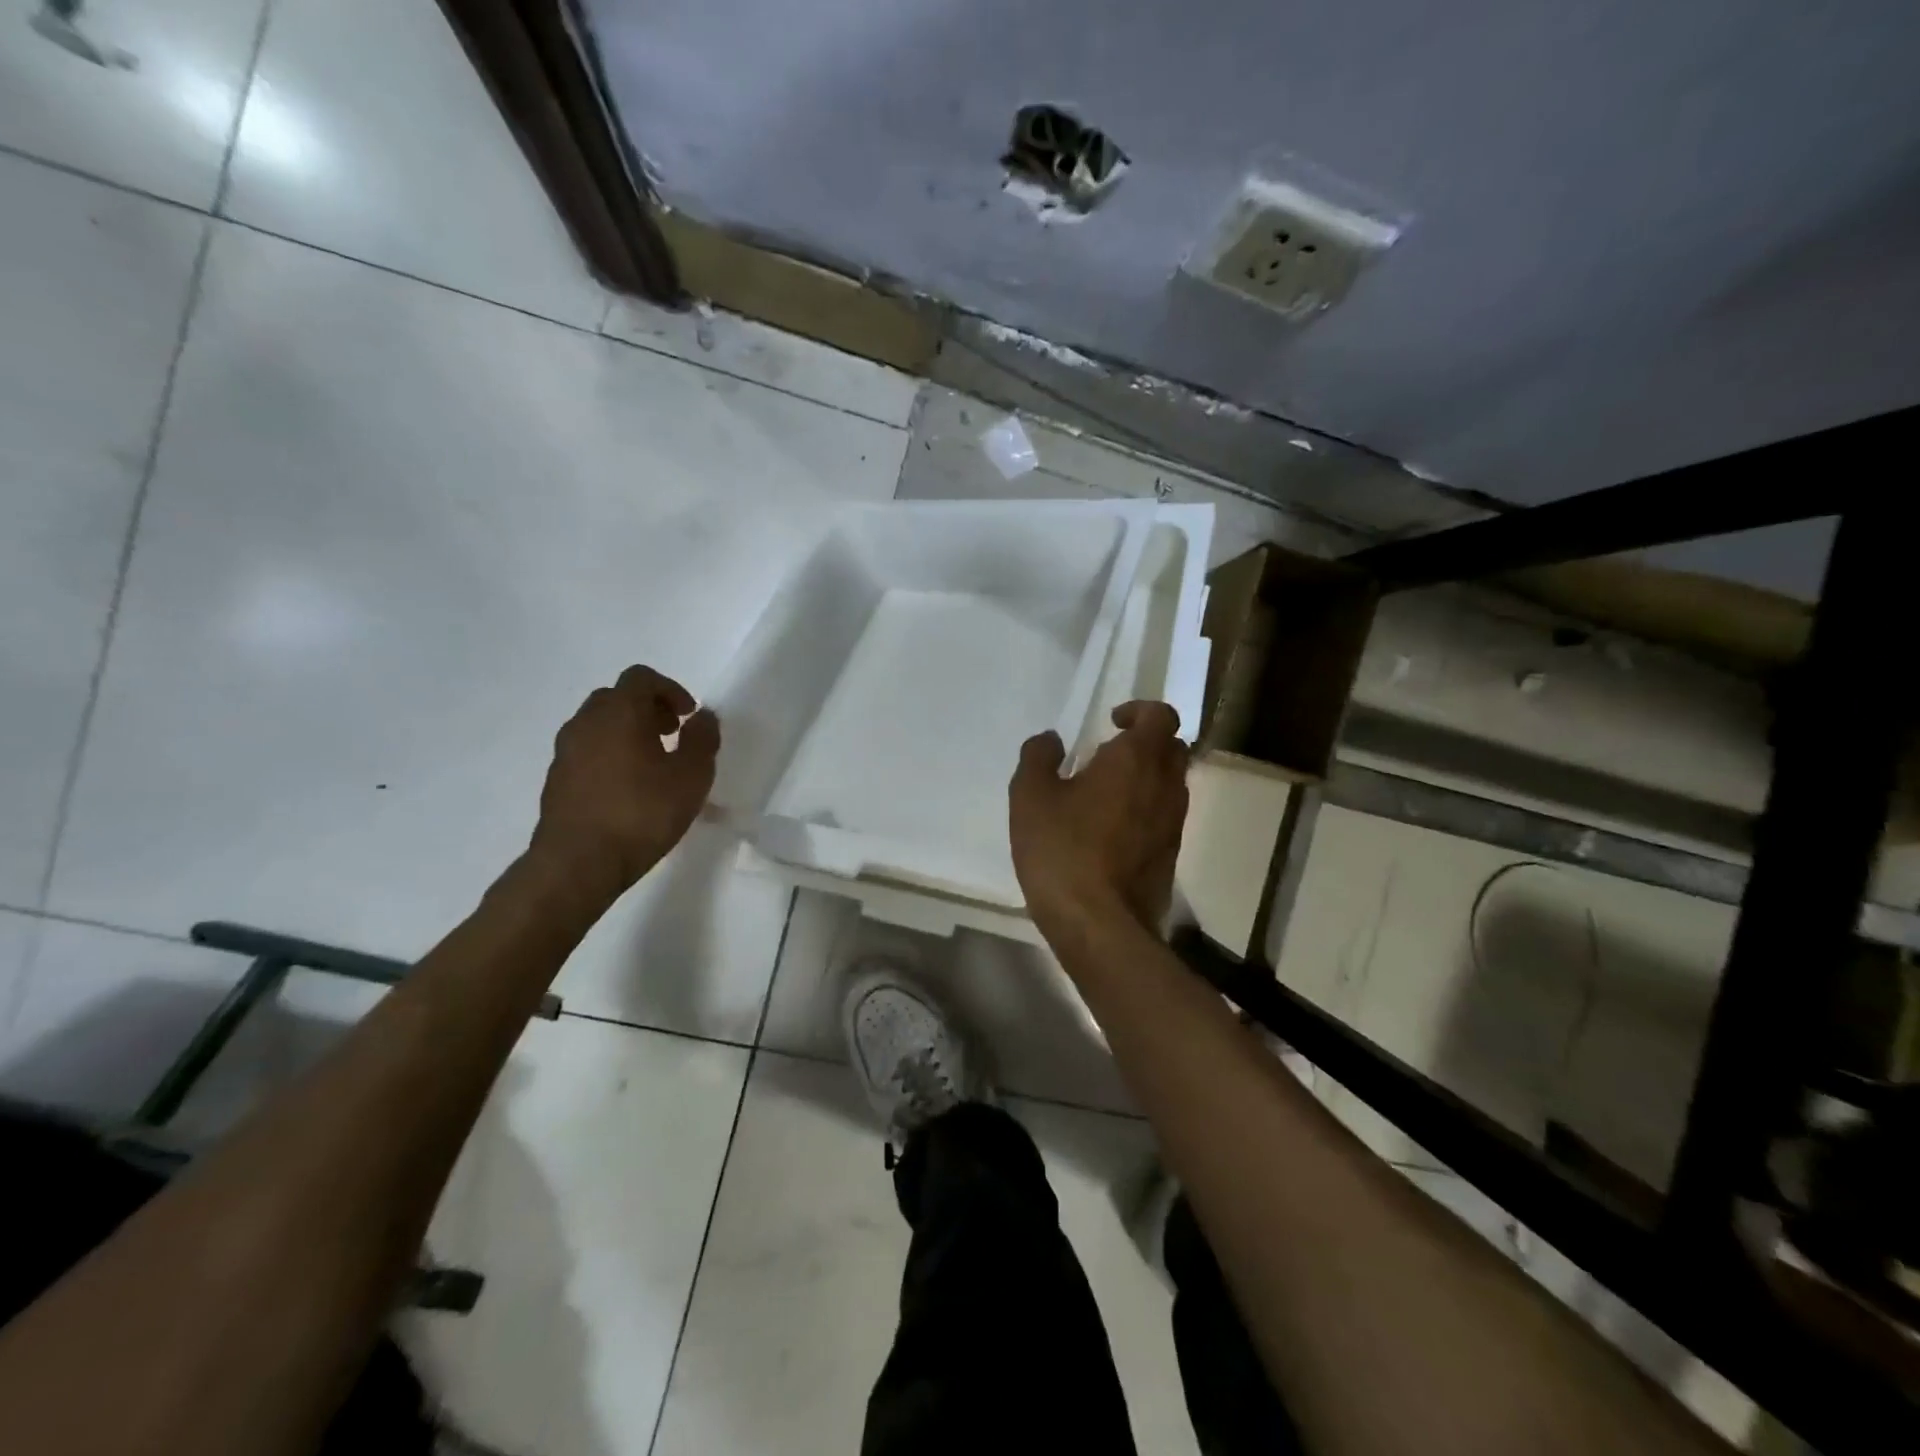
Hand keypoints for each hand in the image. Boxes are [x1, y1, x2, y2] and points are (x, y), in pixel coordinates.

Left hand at [529, 666, 720, 897]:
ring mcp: (565, 751)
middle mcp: (586, 722)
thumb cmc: (642, 813)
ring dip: (628, 733)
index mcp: (619, 712)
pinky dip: (610, 756)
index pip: (641, 677)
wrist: (578, 863)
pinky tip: (629, 790)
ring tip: (653, 766)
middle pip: (617, 698)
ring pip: (599, 726)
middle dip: (648, 709)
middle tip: (672, 736)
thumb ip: (702, 740)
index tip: (688, 717)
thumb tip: (704, 717)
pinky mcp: (556, 780)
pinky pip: (587, 752)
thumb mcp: (691, 777)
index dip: (670, 690)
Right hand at [1009, 701, 1188, 936]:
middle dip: (1145, 743)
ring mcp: (1174, 823)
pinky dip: (1145, 811)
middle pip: (1172, 748)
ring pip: (1171, 784)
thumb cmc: (1063, 851)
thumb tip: (1052, 740)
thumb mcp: (1030, 797)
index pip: (1161, 715)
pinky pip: (1163, 817)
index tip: (1111, 723)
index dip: (1139, 711)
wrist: (1100, 926)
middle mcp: (1166, 785)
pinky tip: (1109, 832)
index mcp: (1136, 760)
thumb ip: (1038, 758)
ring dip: (1146, 779)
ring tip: (1104, 796)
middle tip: (1108, 756)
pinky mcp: (1170, 855)